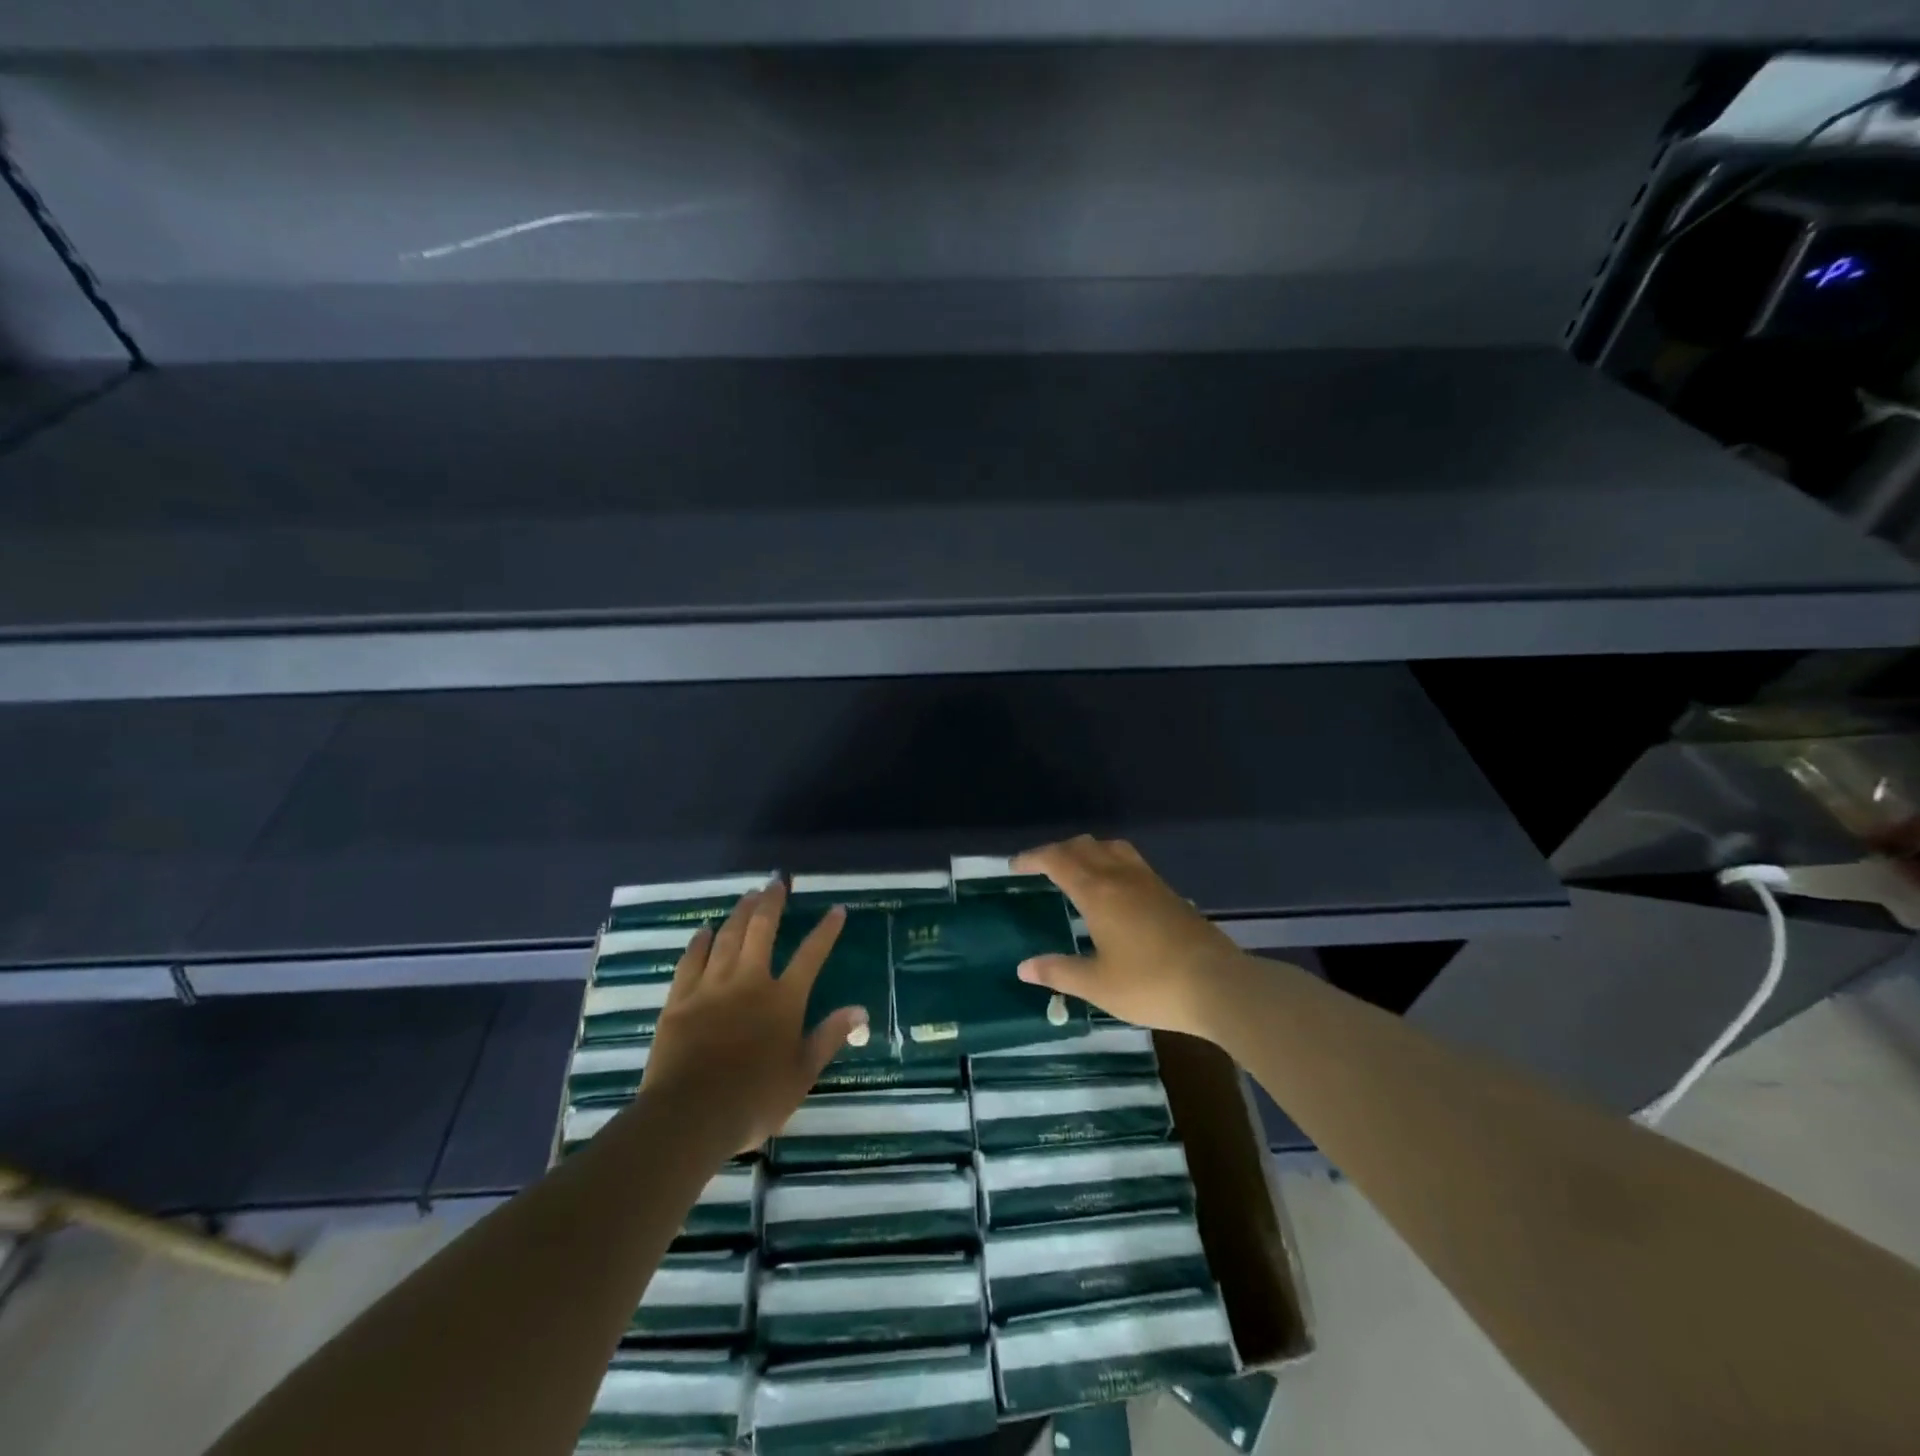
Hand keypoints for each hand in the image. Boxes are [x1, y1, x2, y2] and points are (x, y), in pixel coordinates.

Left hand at [640, 881, 866, 1155]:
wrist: (690, 1115)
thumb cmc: (754, 1099)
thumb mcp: (802, 1074)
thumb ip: (829, 1037)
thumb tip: (860, 1010)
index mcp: (783, 1000)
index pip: (811, 955)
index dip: (826, 931)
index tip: (836, 910)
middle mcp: (749, 982)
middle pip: (762, 930)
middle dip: (772, 902)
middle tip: (777, 881)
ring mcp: (712, 987)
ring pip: (728, 937)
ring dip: (740, 913)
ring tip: (748, 895)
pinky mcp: (680, 999)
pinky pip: (691, 960)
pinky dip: (700, 942)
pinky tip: (705, 930)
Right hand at [1012, 836, 1243, 1039]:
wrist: (1218, 985)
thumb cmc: (1150, 984)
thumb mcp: (1097, 985)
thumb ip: (1058, 971)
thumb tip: (1023, 967)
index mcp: (1098, 893)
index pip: (1057, 860)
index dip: (1033, 858)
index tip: (1015, 866)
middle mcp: (1121, 877)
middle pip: (1084, 846)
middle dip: (1057, 851)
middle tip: (1040, 867)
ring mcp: (1149, 881)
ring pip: (1111, 848)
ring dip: (1088, 850)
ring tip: (1077, 869)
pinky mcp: (1168, 893)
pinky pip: (1131, 861)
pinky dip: (1111, 861)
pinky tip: (1115, 889)